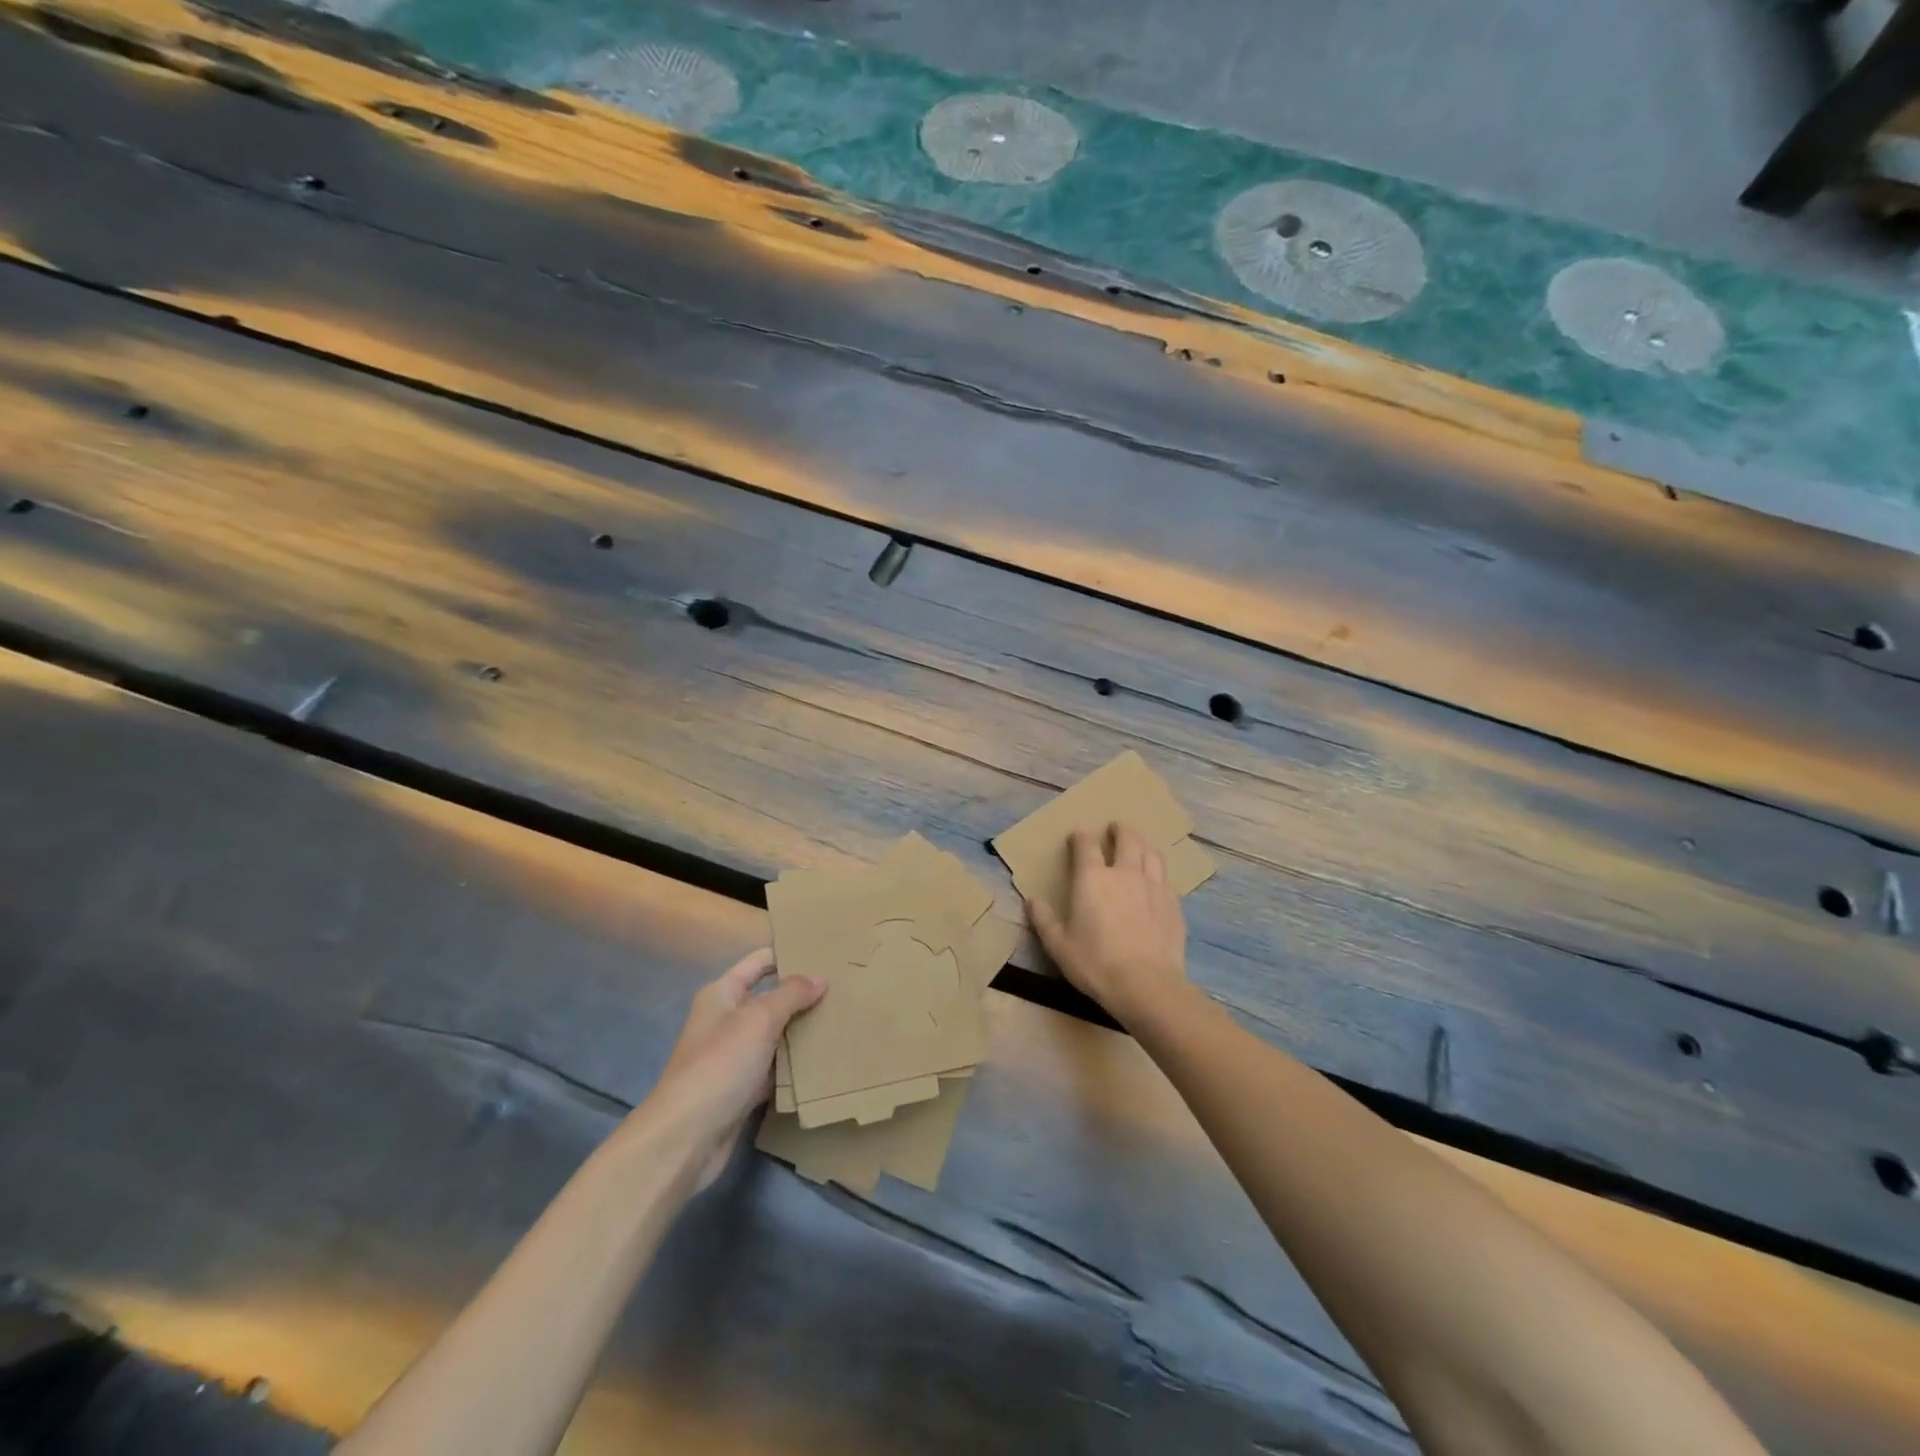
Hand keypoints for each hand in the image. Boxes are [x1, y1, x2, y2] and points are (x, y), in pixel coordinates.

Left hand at [642, 949, 824, 1189]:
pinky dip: (794, 1065)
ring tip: (841, 1021)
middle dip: (803, 995)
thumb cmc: (720, 1064)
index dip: (789, 955)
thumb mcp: (759, 1019)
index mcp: (723, 994)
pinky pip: (774, 1068)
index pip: (761, 962)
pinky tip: (823, 1062)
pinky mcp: (741, 1089)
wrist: (686, 1138)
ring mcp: (733, 1056)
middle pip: (770, 998)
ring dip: (801, 1031)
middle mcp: (726, 1020)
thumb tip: (820, 978)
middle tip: (843, 990)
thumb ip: (792, 995)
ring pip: (775, 1035)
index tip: (826, 954)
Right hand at [1028, 822, 1190, 1028]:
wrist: (1146, 985)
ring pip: (1152, 853)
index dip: (1081, 836)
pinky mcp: (1173, 904)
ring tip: (1139, 847)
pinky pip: (1166, 878)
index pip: (1086, 844)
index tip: (1078, 836)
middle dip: (1120, 829)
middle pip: (1127, 838)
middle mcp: (1125, 873)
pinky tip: (1156, 882)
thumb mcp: (1058, 945)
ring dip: (1143, 844)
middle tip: (1115, 828)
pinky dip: (1158, 873)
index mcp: (1093, 878)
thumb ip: (1044, 919)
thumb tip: (1032, 900)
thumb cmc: (1095, 963)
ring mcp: (1153, 886)